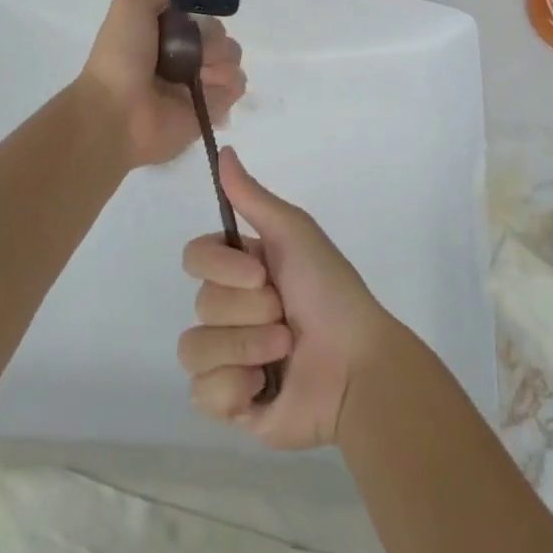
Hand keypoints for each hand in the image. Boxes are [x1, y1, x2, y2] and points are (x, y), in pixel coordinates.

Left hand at [74, 0, 245, 169]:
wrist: (117, 112)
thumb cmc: (121, 56)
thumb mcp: (131, 4)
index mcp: (165, 31)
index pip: (200, 10)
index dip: (201, 8)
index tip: (193, 12)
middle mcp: (185, 54)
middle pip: (220, 30)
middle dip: (210, 34)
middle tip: (190, 47)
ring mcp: (201, 81)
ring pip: (232, 53)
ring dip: (218, 57)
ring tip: (195, 72)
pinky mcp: (214, 107)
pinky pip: (237, 83)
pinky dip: (225, 81)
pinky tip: (203, 87)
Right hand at [178, 148, 394, 450]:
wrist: (357, 365)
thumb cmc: (330, 290)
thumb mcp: (293, 233)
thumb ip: (252, 196)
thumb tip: (223, 148)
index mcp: (241, 269)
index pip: (195, 257)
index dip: (220, 266)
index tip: (260, 271)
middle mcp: (230, 309)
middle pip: (202, 303)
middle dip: (248, 310)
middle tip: (285, 313)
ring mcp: (228, 357)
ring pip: (194, 348)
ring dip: (245, 347)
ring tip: (282, 350)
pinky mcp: (231, 403)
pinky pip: (201, 393)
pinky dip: (235, 387)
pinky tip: (264, 387)